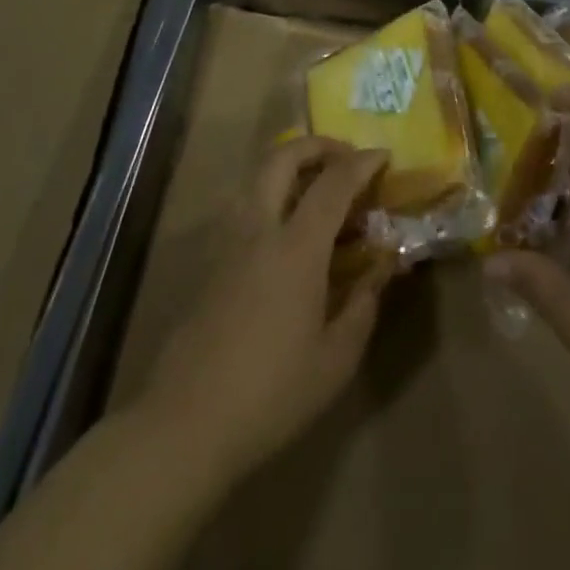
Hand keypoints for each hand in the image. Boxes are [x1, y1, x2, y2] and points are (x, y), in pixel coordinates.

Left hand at [140, 137, 392, 483]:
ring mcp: (227, 242)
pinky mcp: (210, 262)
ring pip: (256, 177)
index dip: (361, 162)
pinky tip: (286, 231)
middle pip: (282, 158)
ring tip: (317, 188)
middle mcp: (259, 229)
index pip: (333, 183)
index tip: (384, 155)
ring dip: (289, 166)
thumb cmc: (271, 393)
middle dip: (317, 145)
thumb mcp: (336, 359)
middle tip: (344, 157)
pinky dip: (271, 195)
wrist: (186, 424)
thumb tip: (384, 266)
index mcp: (295, 247)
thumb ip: (364, 303)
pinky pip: (244, 206)